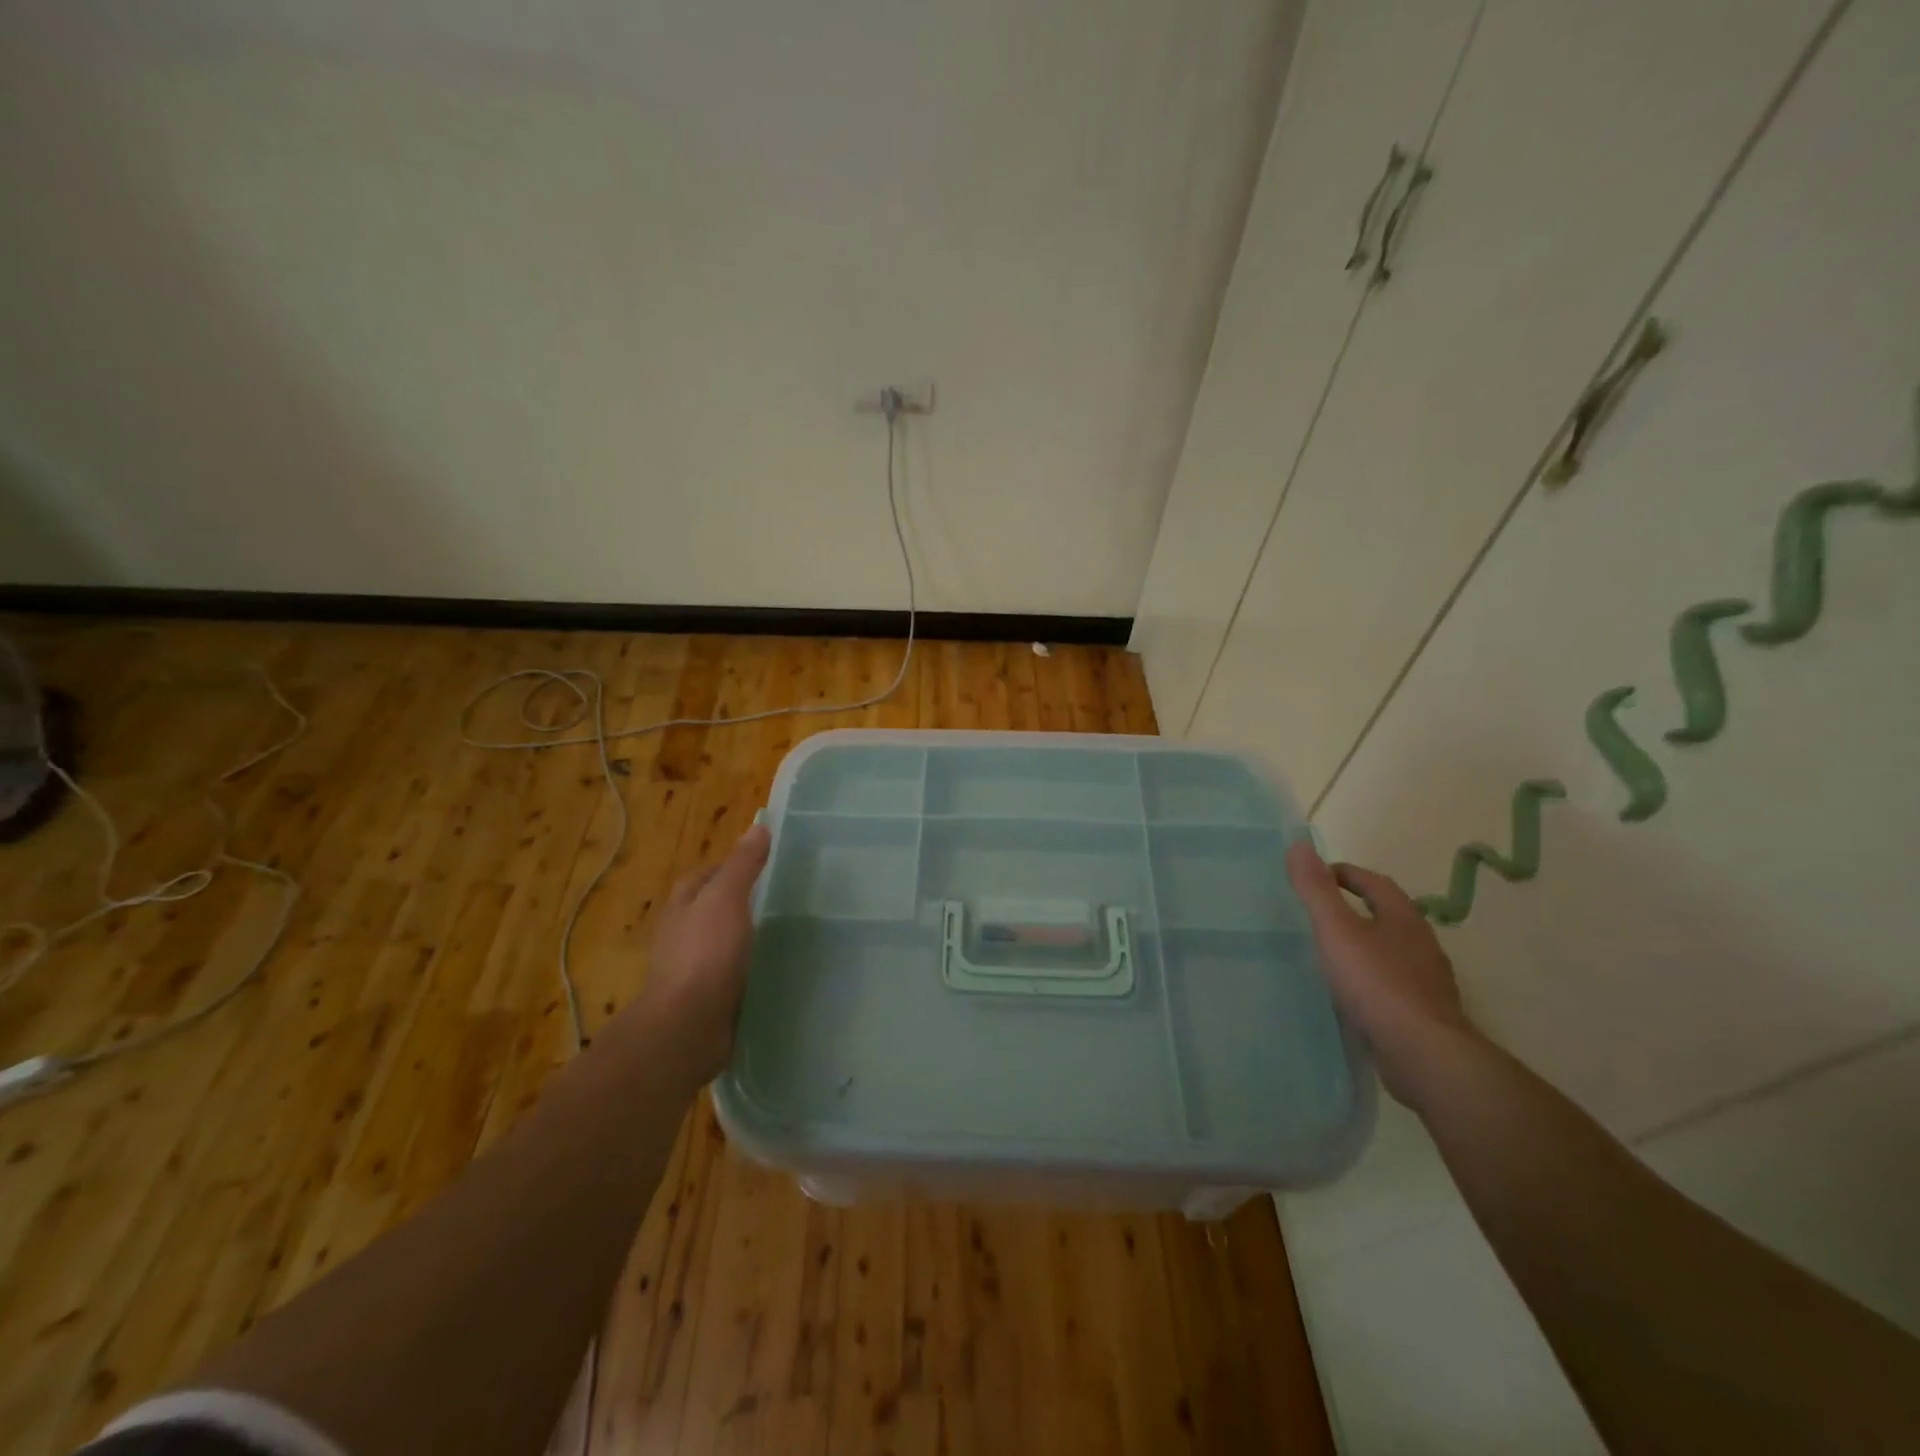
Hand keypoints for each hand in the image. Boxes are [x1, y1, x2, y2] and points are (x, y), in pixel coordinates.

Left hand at [634, 824, 770, 1082]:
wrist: (688, 1026)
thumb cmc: (705, 953)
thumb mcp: (726, 898)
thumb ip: (743, 865)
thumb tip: (758, 827)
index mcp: (681, 907)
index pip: (703, 877)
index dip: (729, 867)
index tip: (763, 867)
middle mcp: (680, 936)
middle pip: (710, 910)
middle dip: (738, 904)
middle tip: (779, 900)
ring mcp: (691, 971)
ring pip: (720, 945)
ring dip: (743, 940)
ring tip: (781, 935)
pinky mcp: (705, 1001)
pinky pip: (729, 976)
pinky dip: (746, 970)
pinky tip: (771, 971)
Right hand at [1285, 841, 1479, 1107]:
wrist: (1423, 1055)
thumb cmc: (1376, 983)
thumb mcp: (1336, 929)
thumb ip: (1315, 889)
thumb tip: (1299, 844)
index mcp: (1403, 918)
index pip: (1376, 883)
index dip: (1347, 874)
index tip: (1319, 876)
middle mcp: (1422, 944)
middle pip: (1388, 916)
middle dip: (1358, 909)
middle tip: (1320, 913)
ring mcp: (1427, 982)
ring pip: (1393, 952)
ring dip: (1366, 946)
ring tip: (1331, 953)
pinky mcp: (1424, 1014)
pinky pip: (1393, 985)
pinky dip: (1371, 980)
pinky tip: (1351, 994)